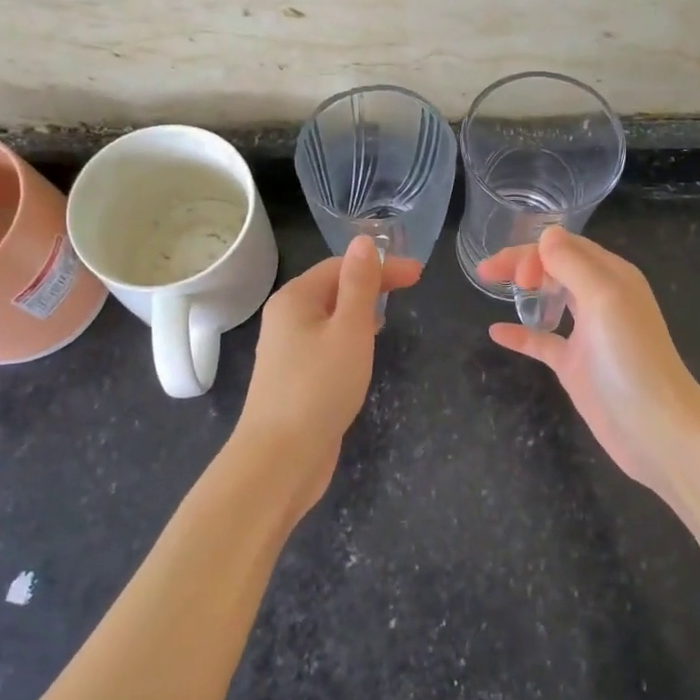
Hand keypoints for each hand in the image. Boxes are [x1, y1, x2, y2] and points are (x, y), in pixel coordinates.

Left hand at [234, 235, 422, 519]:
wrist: (280, 458)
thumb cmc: (319, 386)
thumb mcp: (349, 329)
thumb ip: (360, 284)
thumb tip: (364, 241)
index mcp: (295, 298)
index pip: (341, 265)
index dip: (381, 265)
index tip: (419, 274)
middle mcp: (285, 317)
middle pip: (333, 288)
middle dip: (371, 284)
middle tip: (411, 290)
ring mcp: (287, 349)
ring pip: (329, 317)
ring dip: (360, 310)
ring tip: (389, 315)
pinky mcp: (295, 377)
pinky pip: (325, 343)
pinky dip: (348, 337)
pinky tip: (363, 351)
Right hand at [481, 227, 699, 500]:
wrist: (656, 429)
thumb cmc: (631, 358)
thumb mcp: (603, 298)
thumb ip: (573, 263)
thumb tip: (546, 234)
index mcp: (612, 276)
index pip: (567, 247)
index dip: (536, 252)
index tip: (516, 276)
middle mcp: (601, 299)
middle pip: (556, 267)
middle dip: (522, 263)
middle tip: (488, 273)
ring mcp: (588, 333)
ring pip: (550, 298)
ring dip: (524, 288)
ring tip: (491, 285)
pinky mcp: (576, 365)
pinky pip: (543, 341)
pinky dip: (520, 334)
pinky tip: (496, 332)